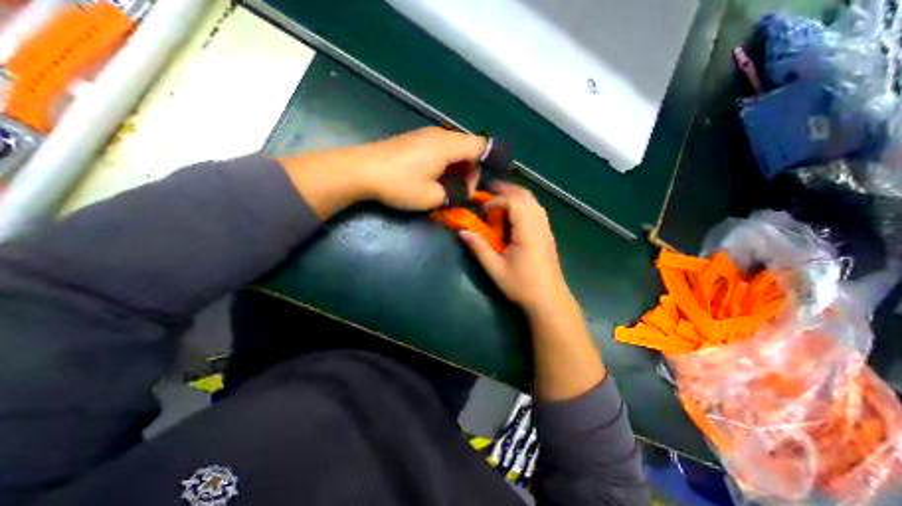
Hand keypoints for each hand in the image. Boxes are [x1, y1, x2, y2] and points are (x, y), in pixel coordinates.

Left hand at [359, 128, 486, 211]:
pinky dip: (444, 162)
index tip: (475, 185)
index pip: (480, 146)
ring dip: (457, 166)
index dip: (485, 164)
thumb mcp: (431, 197)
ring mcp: (425, 135)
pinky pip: (439, 147)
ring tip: (448, 185)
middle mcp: (439, 134)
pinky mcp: (414, 140)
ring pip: (453, 147)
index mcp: (447, 145)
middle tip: (461, 190)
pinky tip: (433, 176)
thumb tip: (461, 193)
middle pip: (468, 146)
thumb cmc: (399, 184)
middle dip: (470, 169)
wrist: (361, 170)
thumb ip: (454, 195)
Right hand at [460, 183, 572, 316]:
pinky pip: (536, 210)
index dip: (496, 201)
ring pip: (533, 201)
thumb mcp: (495, 269)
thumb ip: (479, 248)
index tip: (482, 209)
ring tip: (499, 196)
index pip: (513, 202)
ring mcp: (546, 229)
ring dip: (516, 195)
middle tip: (489, 189)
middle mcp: (539, 225)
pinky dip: (523, 204)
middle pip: (525, 196)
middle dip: (506, 189)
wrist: (549, 300)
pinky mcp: (547, 234)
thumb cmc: (522, 286)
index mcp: (527, 231)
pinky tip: (514, 212)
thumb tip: (462, 232)